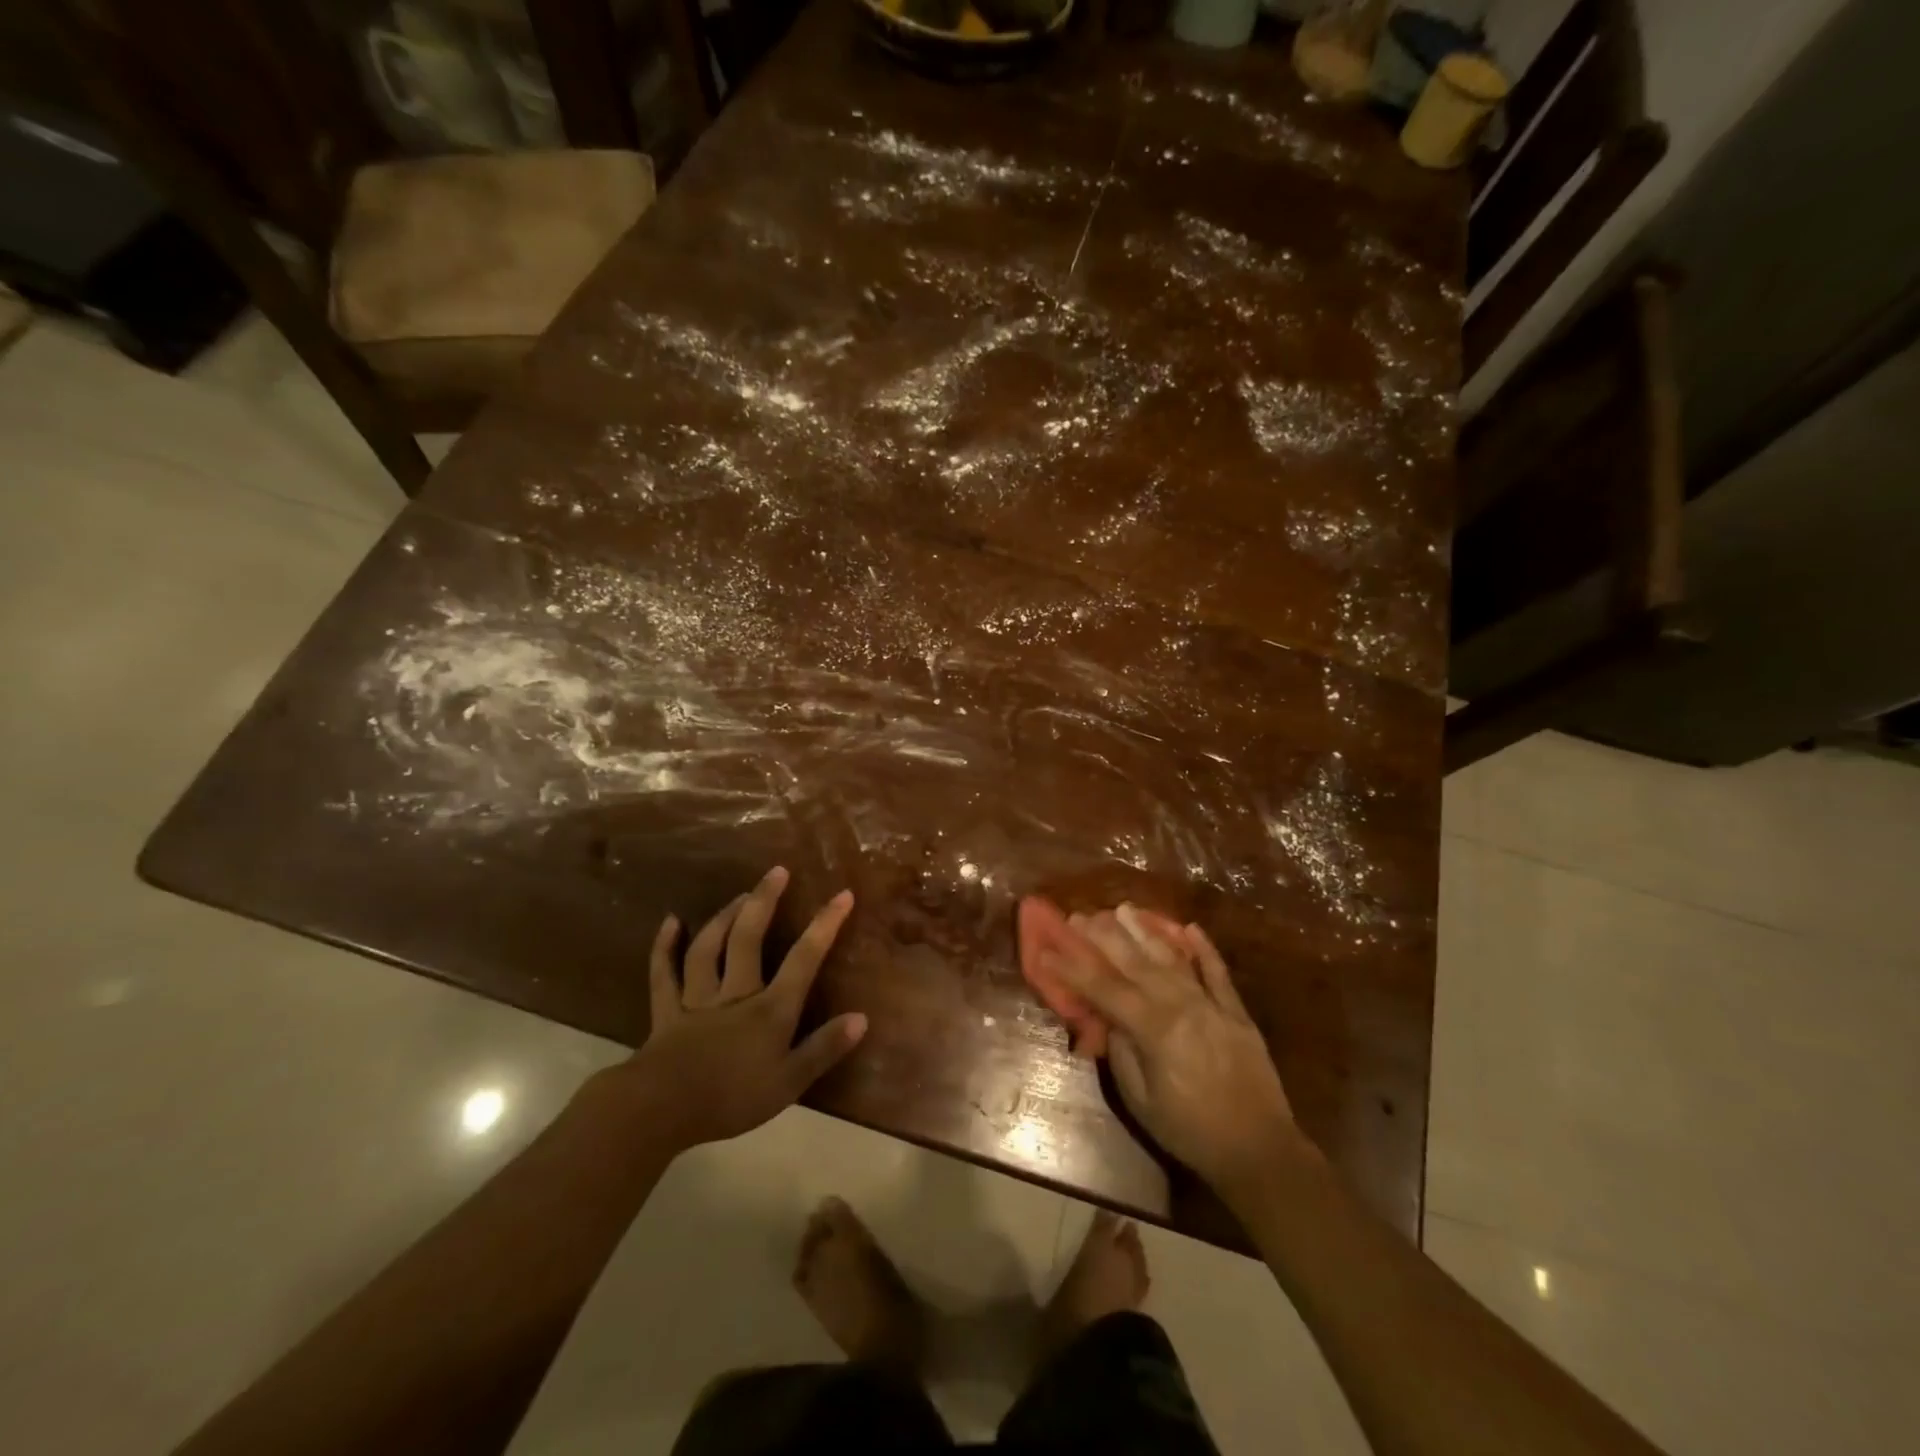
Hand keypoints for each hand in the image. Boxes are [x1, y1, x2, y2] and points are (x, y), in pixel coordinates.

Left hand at [598, 867, 867, 1153]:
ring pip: (709, 947)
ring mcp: (698, 998)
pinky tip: (670, 922)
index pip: (804, 959)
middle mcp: (736, 992)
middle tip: (776, 871)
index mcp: (770, 1009)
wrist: (661, 1111)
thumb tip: (861, 1018)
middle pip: (749, 937)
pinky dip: (665, 946)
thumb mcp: (789, 1083)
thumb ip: (824, 1049)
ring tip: (739, 894)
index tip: (842, 895)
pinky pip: (664, 973)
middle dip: (764, 901)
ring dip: (724, 917)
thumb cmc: (732, 1099)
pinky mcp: (666, 1011)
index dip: (825, 925)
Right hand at [1047, 906, 1302, 1194]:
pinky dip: (1205, 949)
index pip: (1104, 989)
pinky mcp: (1237, 1012)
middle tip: (1080, 915)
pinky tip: (1191, 928)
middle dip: (1104, 937)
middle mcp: (1182, 1006)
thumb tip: (1108, 1017)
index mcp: (1155, 1030)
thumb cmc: (1190, 1133)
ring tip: (1124, 909)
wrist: (1260, 1151)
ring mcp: (1212, 1005)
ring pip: (1173, 958)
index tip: (1047, 949)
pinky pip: (1218, 973)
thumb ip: (1122, 1053)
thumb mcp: (1141, 1102)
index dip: (1073, 968)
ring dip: (1146, 931)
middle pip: (1136, 963)